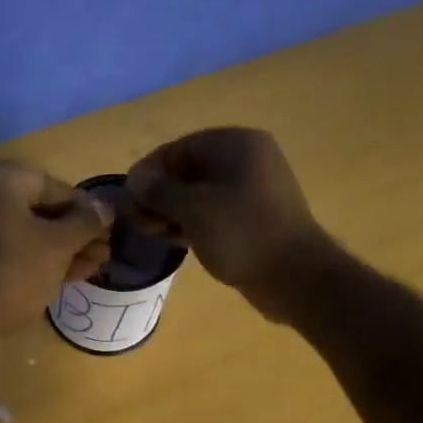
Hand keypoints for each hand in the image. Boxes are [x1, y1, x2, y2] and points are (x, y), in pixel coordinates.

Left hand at [0, 158, 112, 340]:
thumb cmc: (13, 270)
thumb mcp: (58, 245)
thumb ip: (86, 222)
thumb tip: (106, 208)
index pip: (54, 187)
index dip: (86, 210)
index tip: (109, 229)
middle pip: (39, 209)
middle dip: (74, 234)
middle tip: (104, 252)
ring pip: (26, 231)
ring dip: (61, 249)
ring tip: (94, 266)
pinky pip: (9, 247)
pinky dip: (36, 258)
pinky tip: (69, 274)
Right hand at [126, 128, 334, 320]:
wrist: (294, 276)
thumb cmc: (241, 233)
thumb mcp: (193, 208)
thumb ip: (159, 191)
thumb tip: (134, 179)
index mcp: (236, 145)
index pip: (181, 147)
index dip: (150, 170)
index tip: (127, 196)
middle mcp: (247, 161)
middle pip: (190, 171)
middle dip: (159, 194)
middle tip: (136, 219)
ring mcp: (252, 192)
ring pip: (200, 195)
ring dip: (172, 211)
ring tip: (151, 232)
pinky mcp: (253, 219)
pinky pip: (214, 213)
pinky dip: (191, 223)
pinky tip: (172, 239)